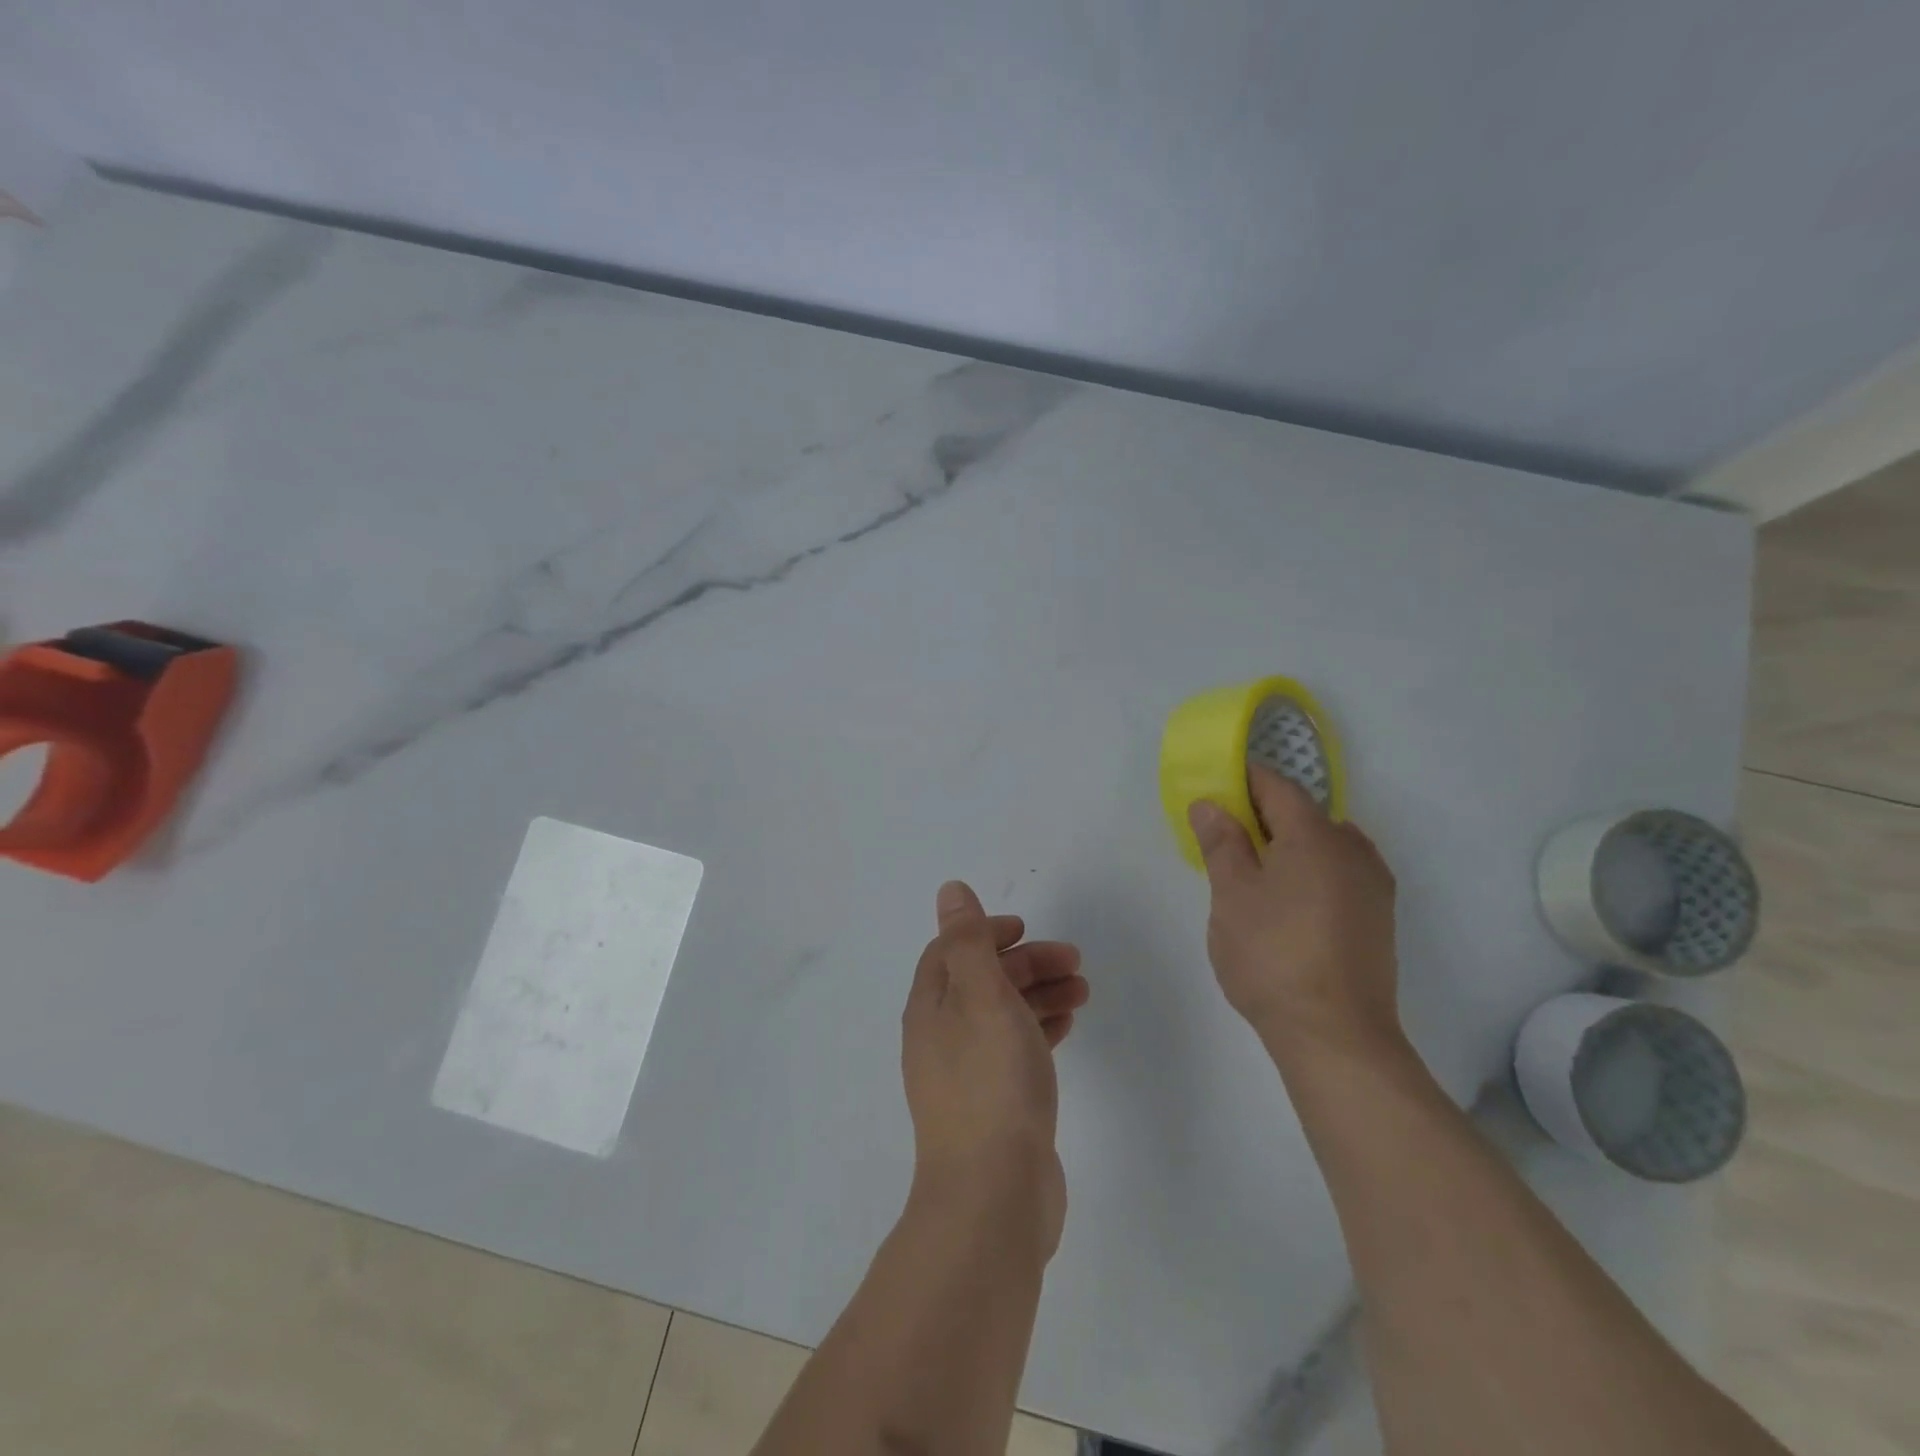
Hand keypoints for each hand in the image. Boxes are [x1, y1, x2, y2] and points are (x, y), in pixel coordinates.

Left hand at [901, 880, 1088, 1258]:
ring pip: (1002, 1016)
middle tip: (1073, 961)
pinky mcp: (994, 1106)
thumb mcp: (981, 995)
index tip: (1025, 928)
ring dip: (1039, 994)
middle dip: (1025, 963)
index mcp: (930, 1008)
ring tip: (1082, 990)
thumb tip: (949, 890)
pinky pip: (1015, 1051)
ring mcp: (966, 1075)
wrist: (994, 1195)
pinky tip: (1067, 1028)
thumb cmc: (990, 1081)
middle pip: (982, 982)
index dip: (986, 932)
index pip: (951, 952)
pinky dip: (1038, 1030)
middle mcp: (941, 1037)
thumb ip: (967, 940)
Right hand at [1187, 766, 1402, 1067]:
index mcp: (1316, 835)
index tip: (1212, 792)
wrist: (1336, 1035)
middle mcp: (1353, 849)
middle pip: (1303, 814)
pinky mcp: (1379, 918)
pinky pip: (1339, 873)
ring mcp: (1373, 885)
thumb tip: (1210, 803)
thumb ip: (1221, 842)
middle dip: (1261, 817)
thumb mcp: (1231, 895)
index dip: (1242, 782)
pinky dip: (1310, 872)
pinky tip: (1288, 905)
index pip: (1277, 786)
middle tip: (1222, 841)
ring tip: (1253, 876)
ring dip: (1288, 846)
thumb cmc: (1272, 955)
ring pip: (1323, 845)